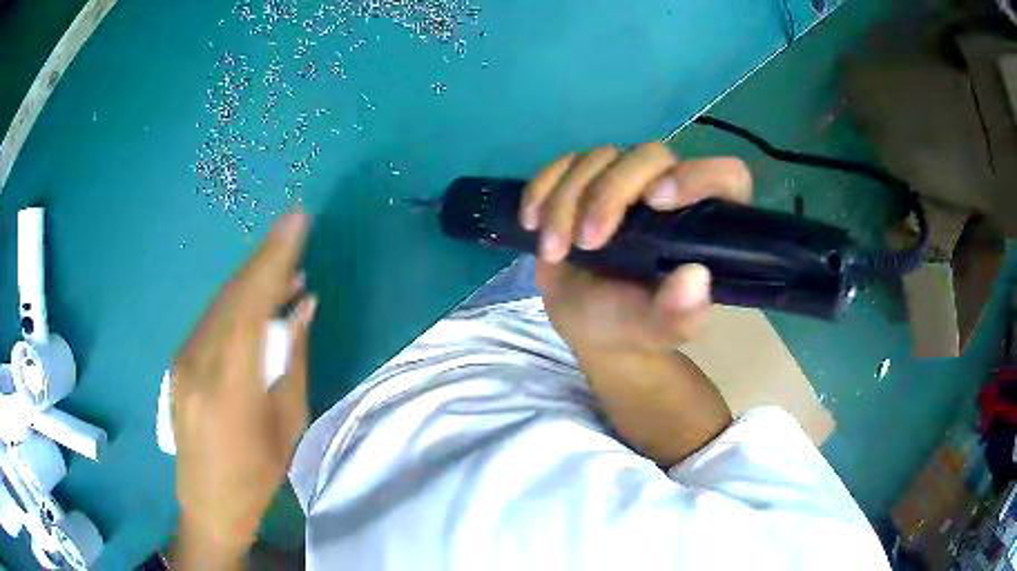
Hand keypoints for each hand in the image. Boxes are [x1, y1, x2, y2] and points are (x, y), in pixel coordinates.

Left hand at [172, 213, 316, 557]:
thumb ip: (292, 360)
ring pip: (221, 302)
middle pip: (234, 293)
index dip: (276, 258)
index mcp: (230, 386)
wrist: (208, 501)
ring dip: (253, 279)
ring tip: (285, 265)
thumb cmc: (256, 475)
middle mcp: (199, 362)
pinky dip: (237, 301)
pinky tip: (258, 299)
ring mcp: (183, 359)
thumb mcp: (287, 424)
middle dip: (265, 257)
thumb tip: (304, 306)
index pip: (253, 305)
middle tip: (294, 229)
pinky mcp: (179, 360)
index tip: (297, 221)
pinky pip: (212, 319)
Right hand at [521, 143, 751, 352]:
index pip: (725, 176)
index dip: (697, 176)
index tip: (656, 202)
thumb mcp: (655, 329)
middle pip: (650, 155)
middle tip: (586, 244)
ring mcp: (625, 182)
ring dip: (566, 200)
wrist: (584, 320)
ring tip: (554, 250)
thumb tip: (696, 278)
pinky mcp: (585, 180)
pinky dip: (542, 188)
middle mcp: (669, 191)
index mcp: (704, 223)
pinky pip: (562, 163)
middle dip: (609, 194)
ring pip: (600, 157)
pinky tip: (532, 222)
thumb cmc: (628, 324)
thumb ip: (679, 315)